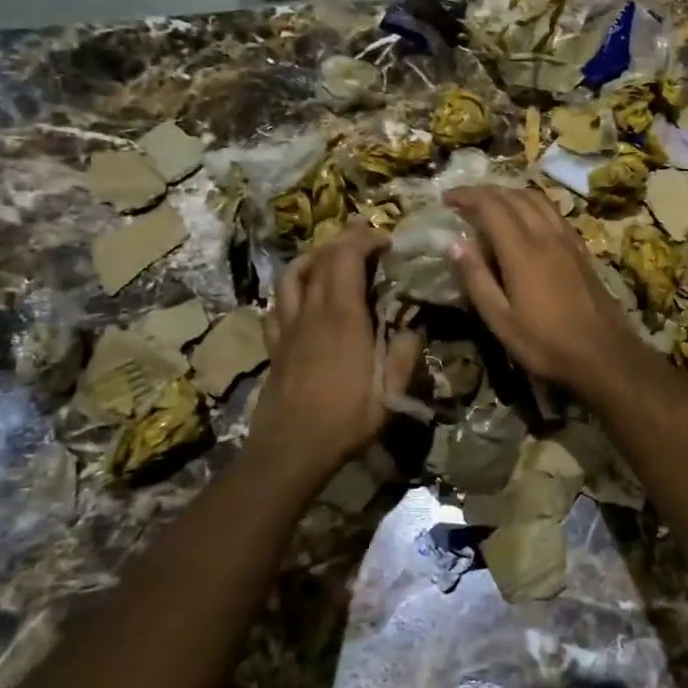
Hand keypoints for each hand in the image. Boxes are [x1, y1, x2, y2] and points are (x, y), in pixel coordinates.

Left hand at [248, 223, 419, 480]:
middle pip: (321, 258)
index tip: (387, 240)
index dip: (365, 239)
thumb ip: (404, 354)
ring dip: (313, 257)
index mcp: (343, 316)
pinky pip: (277, 305)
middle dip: (344, 239)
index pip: (347, 257)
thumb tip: (413, 328)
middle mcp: (312, 312)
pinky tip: (302, 299)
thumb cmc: (345, 419)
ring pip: (292, 275)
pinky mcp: (275, 345)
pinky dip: (292, 290)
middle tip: (367, 237)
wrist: (290, 449)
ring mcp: (288, 327)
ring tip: (331, 257)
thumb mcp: (391, 392)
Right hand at [443, 185, 648, 396]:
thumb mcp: (500, 319)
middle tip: (463, 201)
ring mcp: (567, 239)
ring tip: (491, 204)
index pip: (491, 206)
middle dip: (486, 192)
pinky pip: (553, 212)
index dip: (467, 196)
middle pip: (514, 197)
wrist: (603, 354)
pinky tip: (526, 219)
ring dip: (510, 194)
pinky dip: (532, 204)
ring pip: (537, 199)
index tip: (446, 199)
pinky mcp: (581, 248)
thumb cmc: (545, 343)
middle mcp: (546, 235)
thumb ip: (476, 278)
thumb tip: (453, 244)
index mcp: (522, 251)